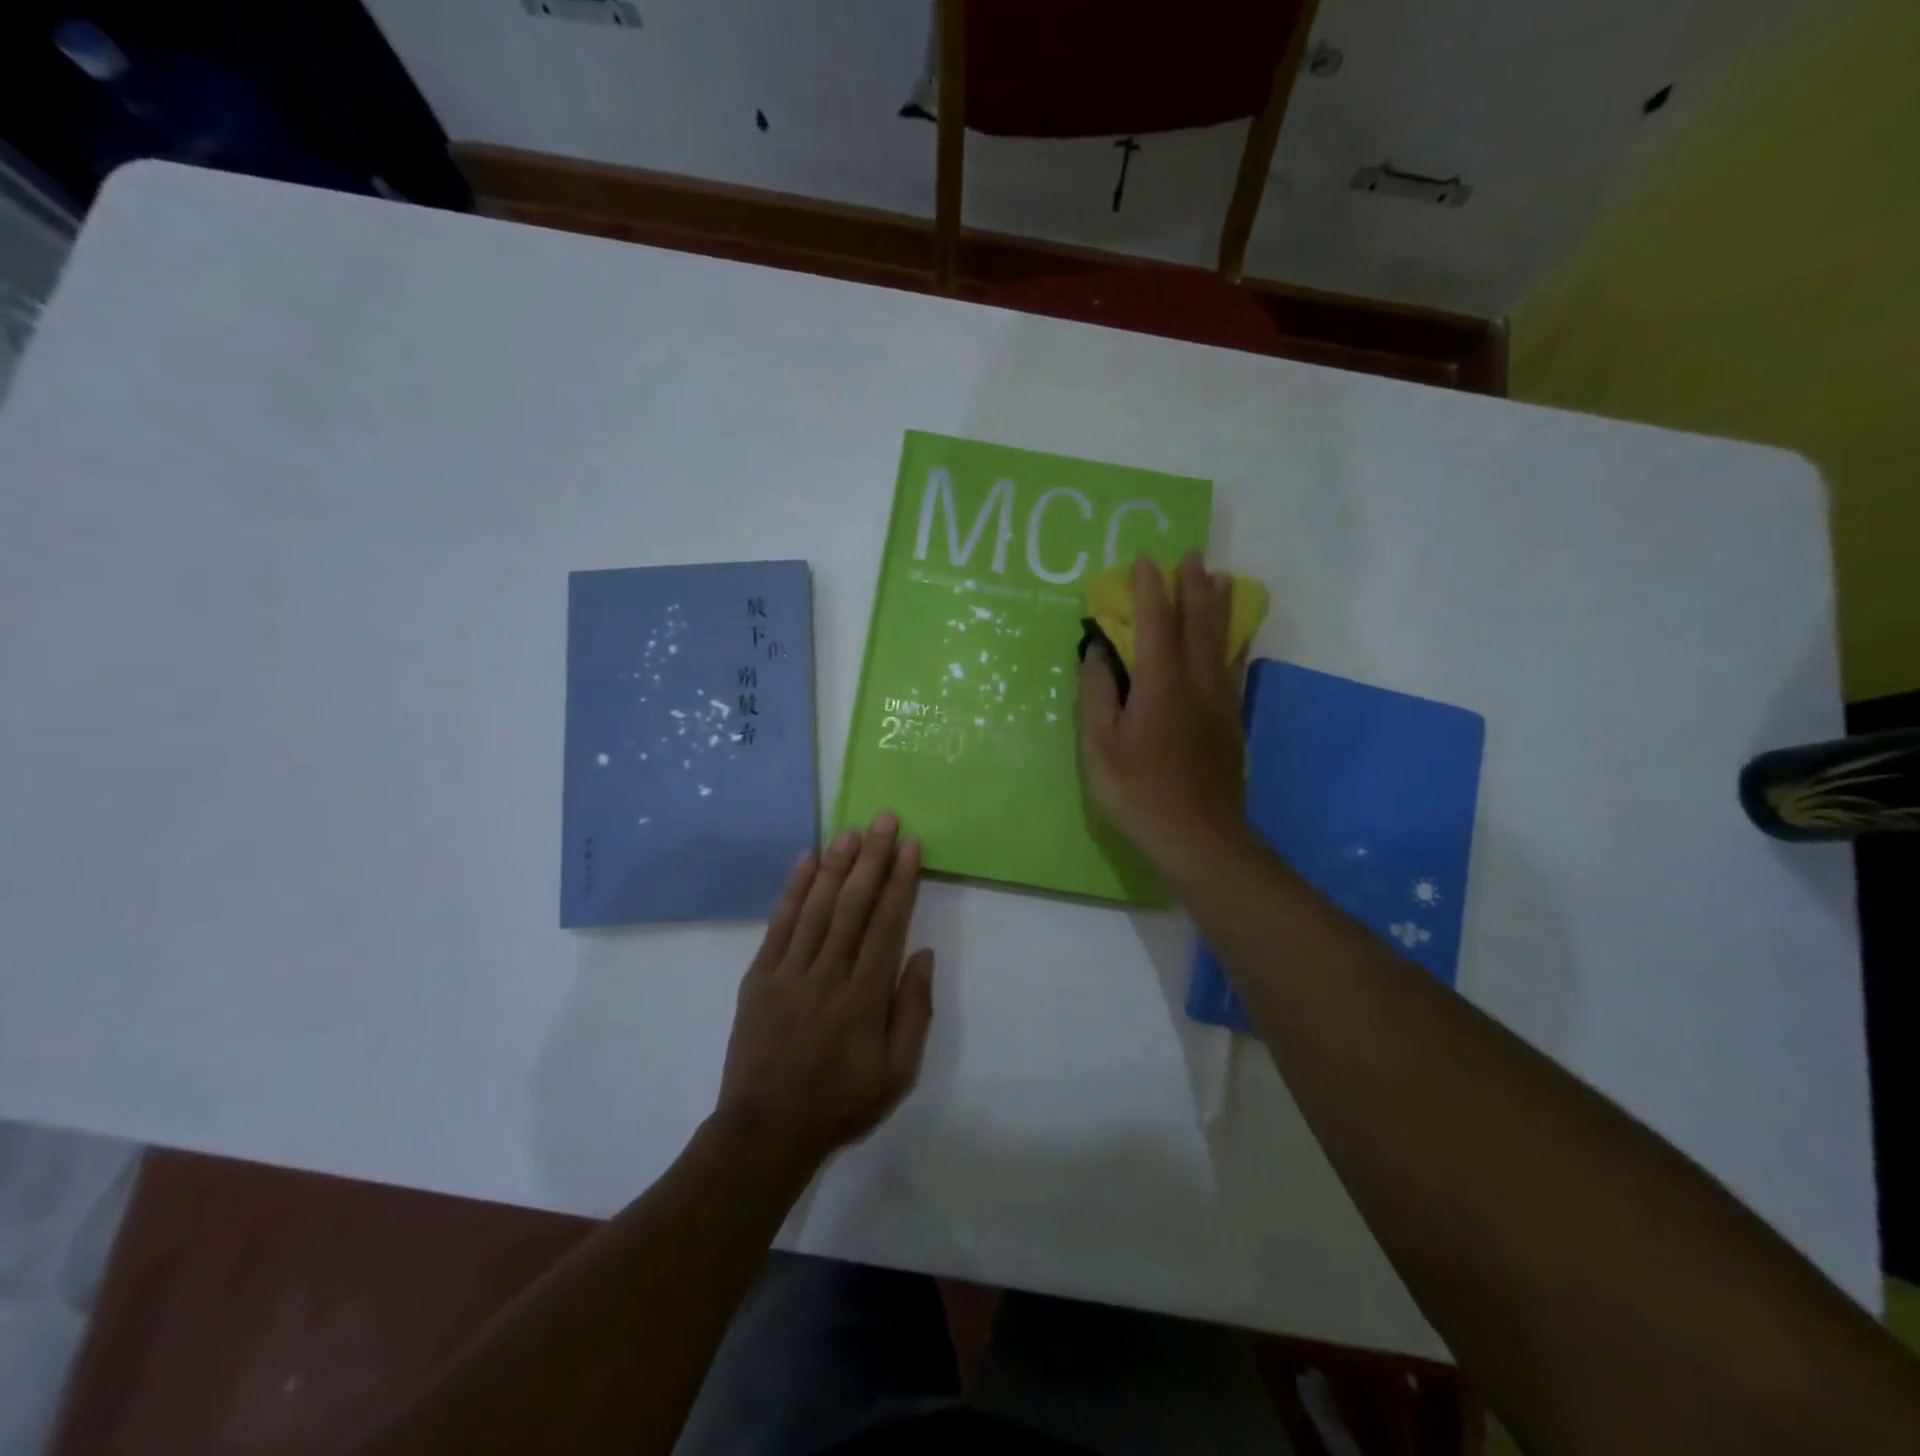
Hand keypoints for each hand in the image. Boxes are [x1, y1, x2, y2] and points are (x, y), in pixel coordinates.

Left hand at [715, 812, 934, 1172]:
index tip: (910, 846)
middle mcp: (828, 974)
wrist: (766, 1130)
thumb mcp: (898, 1073)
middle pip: (853, 905)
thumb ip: (913, 1011)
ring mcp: (789, 972)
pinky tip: (806, 861)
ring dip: (836, 865)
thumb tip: (921, 954)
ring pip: (817, 907)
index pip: (886, 924)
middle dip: (871, 858)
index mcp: (864, 996)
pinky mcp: (760, 976)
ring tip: (851, 830)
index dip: (900, 881)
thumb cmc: (841, 1102)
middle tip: (884, 819)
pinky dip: (793, 890)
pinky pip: (779, 924)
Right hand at [1080, 553, 1251, 881]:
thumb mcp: (1101, 745)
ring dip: (1219, 604)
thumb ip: (1098, 692)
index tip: (1143, 561)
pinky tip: (1235, 635)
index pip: (1155, 622)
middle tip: (1190, 555)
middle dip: (1193, 584)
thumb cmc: (1138, 792)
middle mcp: (1196, 681)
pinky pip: (1236, 665)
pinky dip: (1235, 639)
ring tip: (1220, 578)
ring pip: (1223, 639)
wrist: (1198, 836)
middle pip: (1197, 621)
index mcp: (1160, 684)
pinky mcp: (1232, 719)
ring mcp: (1220, 700)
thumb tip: (1098, 650)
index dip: (1149, 589)